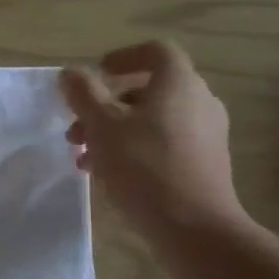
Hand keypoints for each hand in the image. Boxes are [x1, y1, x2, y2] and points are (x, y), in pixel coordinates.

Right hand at [59, 40, 245, 241]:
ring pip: (153, 120)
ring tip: (86, 159)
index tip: (97, 73)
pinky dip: (136, 149)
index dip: (124, 57)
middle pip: (149, 90)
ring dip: (116, 132)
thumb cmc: (143, 167)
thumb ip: (83, 95)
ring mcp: (207, 133)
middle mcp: (200, 101)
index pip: (156, 52)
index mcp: (178, 83)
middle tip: (77, 130)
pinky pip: (165, 143)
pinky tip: (111, 175)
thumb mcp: (102, 127)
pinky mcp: (206, 163)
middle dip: (107, 106)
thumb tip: (70, 73)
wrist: (194, 227)